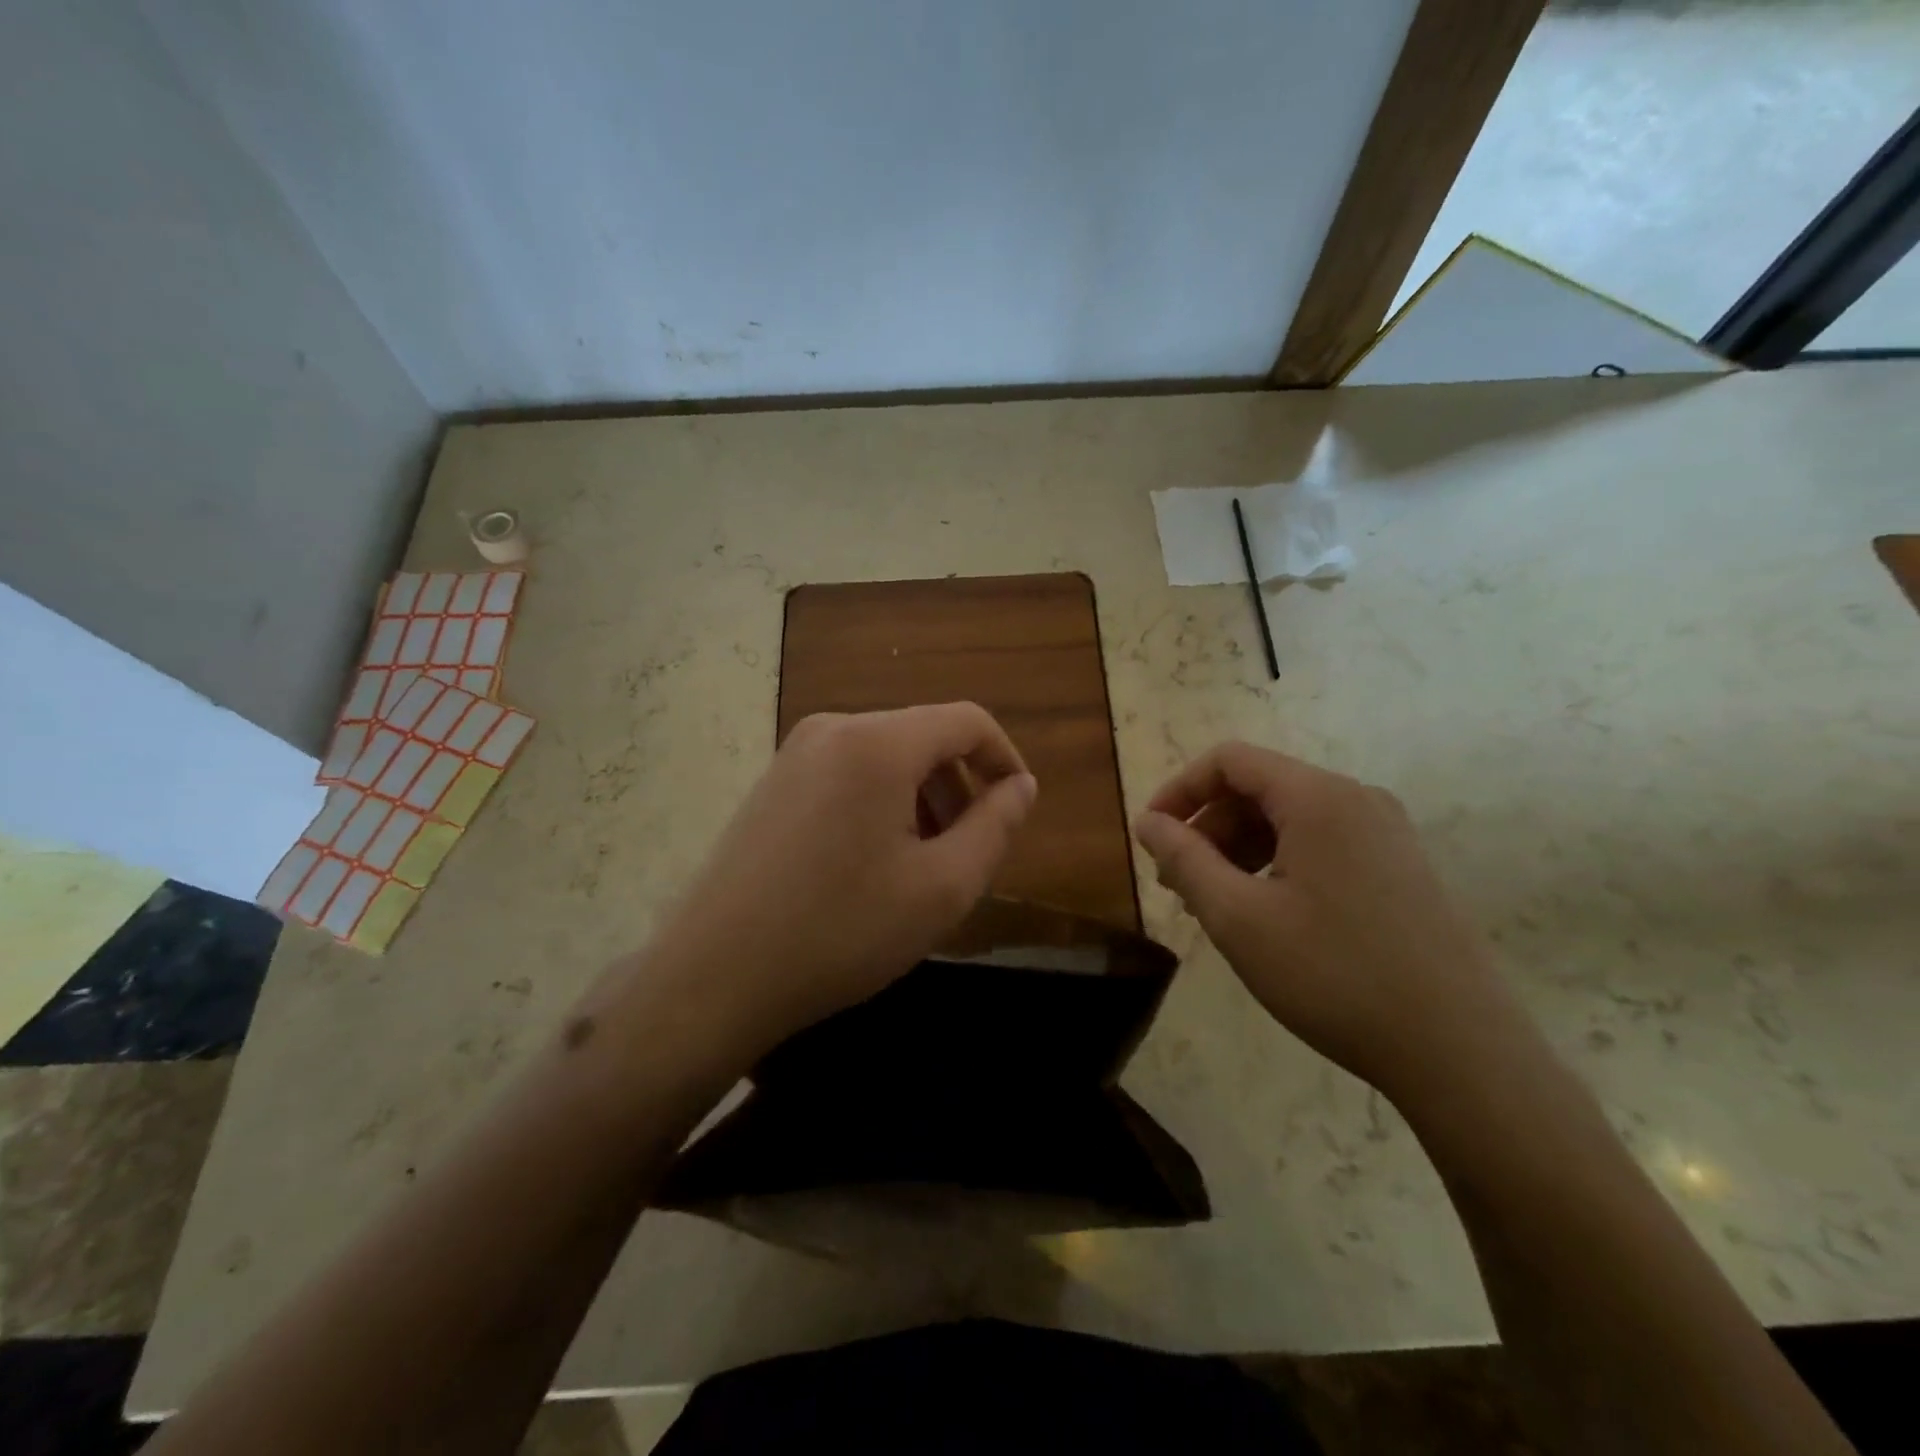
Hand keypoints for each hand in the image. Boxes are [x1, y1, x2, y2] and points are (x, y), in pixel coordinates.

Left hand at [644, 703, 1037, 1053]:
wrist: (713, 976)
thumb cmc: (840, 931)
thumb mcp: (942, 888)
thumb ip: (995, 827)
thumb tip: (1021, 786)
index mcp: (878, 742)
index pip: (967, 720)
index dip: (1004, 759)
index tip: (1017, 809)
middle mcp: (834, 729)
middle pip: (924, 737)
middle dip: (959, 787)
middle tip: (967, 854)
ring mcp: (795, 754)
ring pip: (886, 758)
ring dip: (921, 799)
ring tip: (923, 865)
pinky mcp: (773, 782)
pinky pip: (848, 774)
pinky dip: (880, 805)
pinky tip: (872, 864)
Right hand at [1133, 742, 1517, 1101]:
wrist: (1460, 1052)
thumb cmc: (1334, 975)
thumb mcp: (1238, 917)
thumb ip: (1184, 859)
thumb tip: (1147, 822)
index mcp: (1318, 798)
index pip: (1229, 761)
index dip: (1179, 790)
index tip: (1151, 837)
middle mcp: (1356, 799)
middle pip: (1259, 788)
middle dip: (1208, 828)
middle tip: (1177, 884)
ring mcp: (1386, 833)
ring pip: (1289, 819)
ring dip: (1239, 849)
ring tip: (1213, 904)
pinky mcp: (1401, 867)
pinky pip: (1322, 844)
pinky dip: (1278, 864)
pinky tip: (1264, 913)